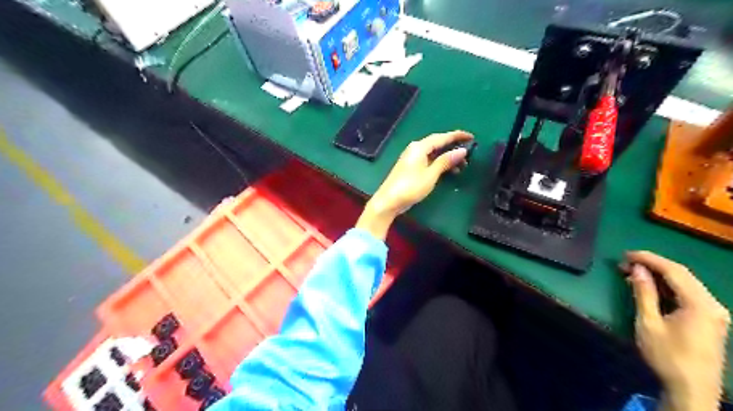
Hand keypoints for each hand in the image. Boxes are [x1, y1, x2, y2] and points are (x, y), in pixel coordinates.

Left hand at [357, 131, 472, 238]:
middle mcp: (415, 149)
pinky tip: (448, 171)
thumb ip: (446, 161)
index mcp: (419, 147)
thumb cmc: (410, 187)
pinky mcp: (410, 167)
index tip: (471, 137)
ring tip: (462, 166)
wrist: (389, 201)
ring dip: (447, 157)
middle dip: (453, 147)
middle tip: (469, 152)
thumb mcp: (431, 174)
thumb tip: (462, 150)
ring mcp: (412, 158)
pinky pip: (429, 160)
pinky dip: (439, 163)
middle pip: (437, 144)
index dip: (457, 136)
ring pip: (433, 153)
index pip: (441, 137)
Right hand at [620, 251, 729, 410]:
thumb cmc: (667, 356)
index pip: (674, 271)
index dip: (649, 259)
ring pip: (686, 284)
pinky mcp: (711, 320)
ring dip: (659, 276)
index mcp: (700, 304)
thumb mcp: (649, 323)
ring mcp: (714, 312)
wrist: (692, 389)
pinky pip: (688, 295)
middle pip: (682, 275)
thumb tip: (638, 269)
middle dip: (653, 265)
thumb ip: (644, 293)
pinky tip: (650, 288)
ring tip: (633, 273)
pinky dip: (668, 287)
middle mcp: (712, 304)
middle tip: (625, 263)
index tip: (625, 255)